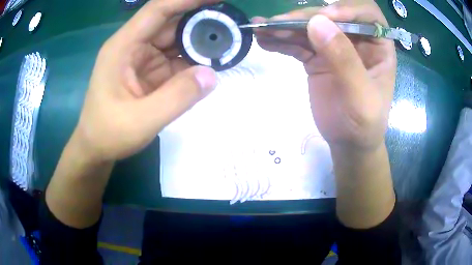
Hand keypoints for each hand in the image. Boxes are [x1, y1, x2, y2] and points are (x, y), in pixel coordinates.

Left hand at [74, 0, 218, 161]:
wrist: (96, 148)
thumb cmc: (108, 133)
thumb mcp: (141, 121)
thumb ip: (177, 98)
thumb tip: (212, 74)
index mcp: (123, 47)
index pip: (158, 10)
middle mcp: (133, 46)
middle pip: (171, 22)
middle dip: (200, 20)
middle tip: (231, 23)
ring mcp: (142, 58)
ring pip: (176, 40)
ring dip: (200, 40)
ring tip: (227, 42)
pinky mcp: (150, 72)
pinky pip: (176, 59)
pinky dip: (194, 60)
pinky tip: (211, 62)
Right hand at [254, 0, 395, 150]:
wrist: (348, 143)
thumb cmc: (364, 124)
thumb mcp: (361, 96)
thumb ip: (344, 60)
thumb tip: (316, 23)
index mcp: (378, 46)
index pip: (368, 14)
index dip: (348, 8)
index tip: (326, 17)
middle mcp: (357, 40)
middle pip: (332, 15)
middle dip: (306, 17)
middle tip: (279, 24)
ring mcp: (335, 47)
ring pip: (310, 27)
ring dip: (286, 27)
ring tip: (262, 28)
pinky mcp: (317, 57)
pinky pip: (298, 44)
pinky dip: (281, 41)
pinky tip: (264, 40)